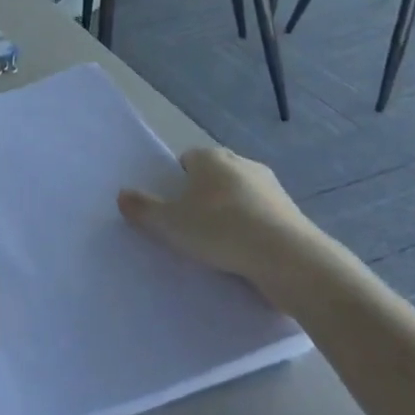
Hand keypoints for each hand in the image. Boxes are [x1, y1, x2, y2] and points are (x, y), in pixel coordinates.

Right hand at [118, 147, 339, 306]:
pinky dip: (252, 230)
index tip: (173, 208)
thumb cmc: (220, 230)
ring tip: (219, 246)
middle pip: (214, 176)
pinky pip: (261, 217)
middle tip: (191, 227)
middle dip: (204, 197)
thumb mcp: (169, 223)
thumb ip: (143, 209)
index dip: (177, 182)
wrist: (287, 258)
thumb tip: (122, 195)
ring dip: (230, 214)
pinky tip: (244, 255)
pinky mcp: (291, 212)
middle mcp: (242, 163)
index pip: (187, 159)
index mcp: (210, 157)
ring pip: (240, 196)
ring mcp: (271, 187)